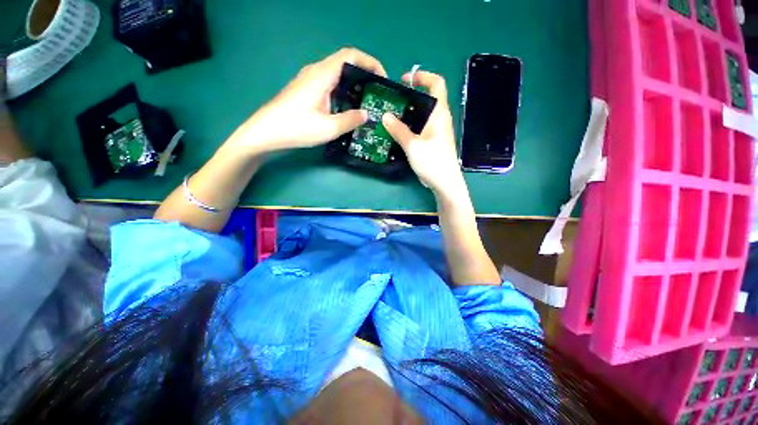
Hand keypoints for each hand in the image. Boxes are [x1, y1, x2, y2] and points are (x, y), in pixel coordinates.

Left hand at [230, 48, 386, 154]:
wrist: (265, 132)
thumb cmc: (295, 128)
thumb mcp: (328, 128)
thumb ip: (350, 120)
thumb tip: (366, 114)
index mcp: (322, 75)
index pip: (350, 55)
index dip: (370, 62)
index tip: (382, 79)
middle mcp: (316, 72)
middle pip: (345, 63)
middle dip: (365, 75)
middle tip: (377, 94)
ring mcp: (309, 80)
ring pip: (338, 74)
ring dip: (354, 84)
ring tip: (367, 101)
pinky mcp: (306, 90)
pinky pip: (330, 84)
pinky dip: (344, 91)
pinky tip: (348, 107)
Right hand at [382, 71, 464, 196]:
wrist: (445, 183)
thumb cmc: (432, 162)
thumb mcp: (413, 146)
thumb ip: (398, 130)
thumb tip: (385, 115)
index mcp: (439, 113)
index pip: (437, 83)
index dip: (423, 76)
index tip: (405, 79)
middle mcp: (440, 119)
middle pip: (428, 98)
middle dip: (411, 95)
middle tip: (393, 101)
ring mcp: (438, 131)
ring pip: (424, 114)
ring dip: (410, 112)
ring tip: (392, 115)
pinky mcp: (434, 141)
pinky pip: (422, 127)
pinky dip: (411, 124)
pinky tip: (399, 131)